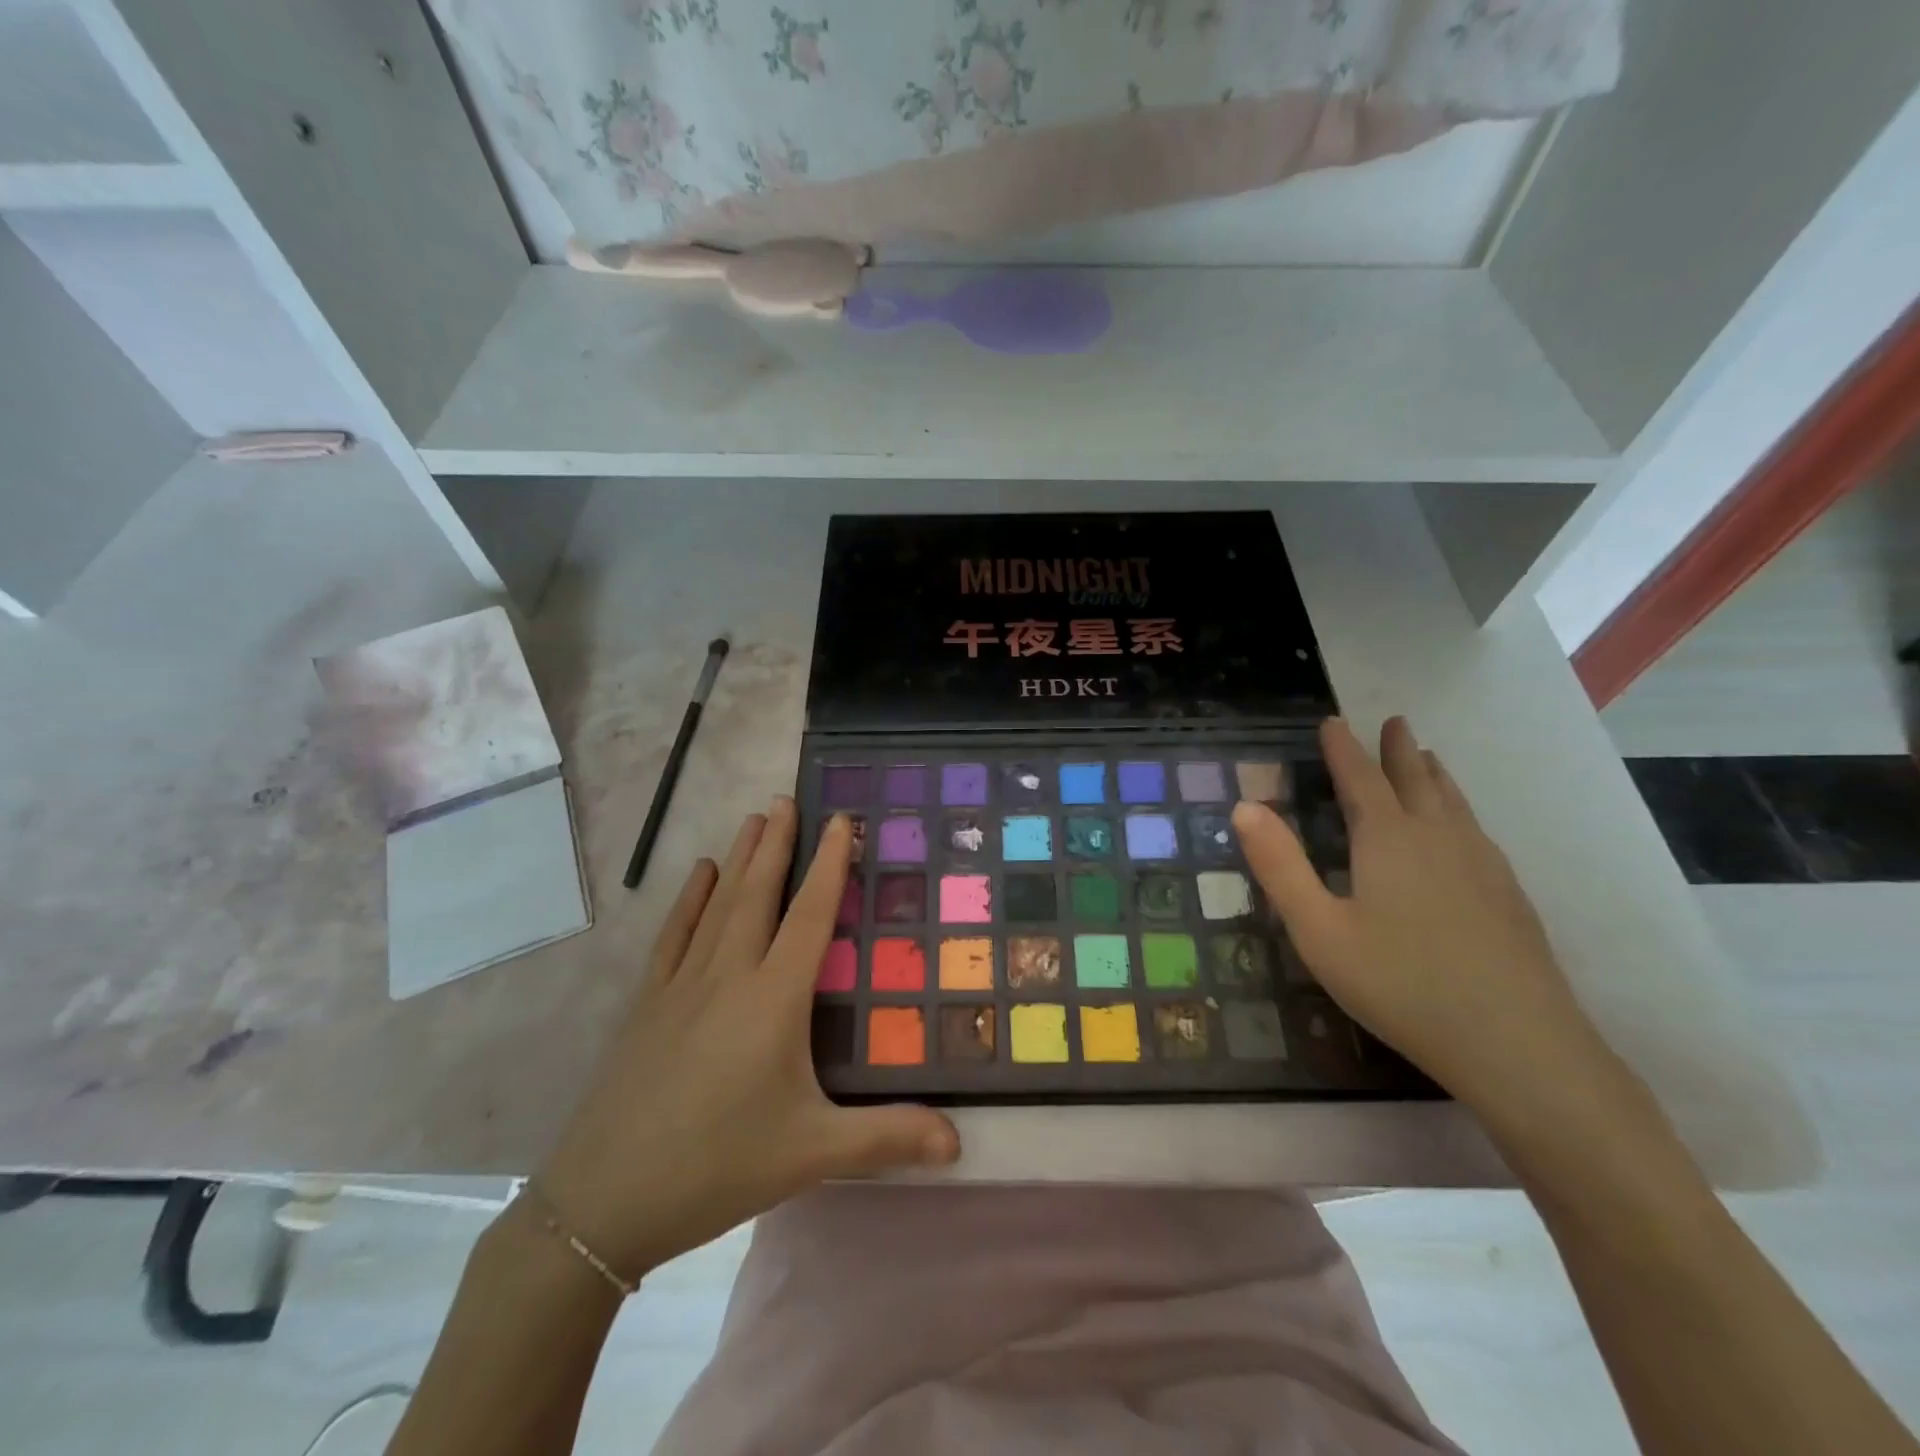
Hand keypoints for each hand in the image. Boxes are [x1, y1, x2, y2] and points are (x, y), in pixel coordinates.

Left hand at [533, 800, 958, 1282]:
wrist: (604, 1201)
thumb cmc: (718, 1167)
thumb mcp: (812, 1155)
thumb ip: (888, 1139)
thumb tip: (960, 1143)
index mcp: (773, 999)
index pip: (810, 915)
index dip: (830, 864)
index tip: (841, 819)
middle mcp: (729, 974)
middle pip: (759, 892)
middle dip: (778, 841)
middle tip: (789, 797)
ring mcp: (682, 984)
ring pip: (718, 904)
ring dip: (740, 857)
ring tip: (754, 817)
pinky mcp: (648, 1002)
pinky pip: (675, 934)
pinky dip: (690, 898)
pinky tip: (700, 873)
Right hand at [1232, 717, 1611, 1117]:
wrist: (1517, 1045)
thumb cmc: (1400, 983)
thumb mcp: (1318, 929)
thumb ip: (1279, 866)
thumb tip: (1244, 806)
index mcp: (1388, 840)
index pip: (1360, 779)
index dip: (1343, 749)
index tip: (1332, 722)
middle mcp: (1438, 838)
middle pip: (1415, 780)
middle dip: (1397, 750)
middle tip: (1394, 721)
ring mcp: (1482, 865)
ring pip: (1454, 803)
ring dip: (1434, 775)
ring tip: (1427, 757)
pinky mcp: (1509, 895)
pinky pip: (1477, 830)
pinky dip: (1460, 810)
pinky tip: (1463, 829)